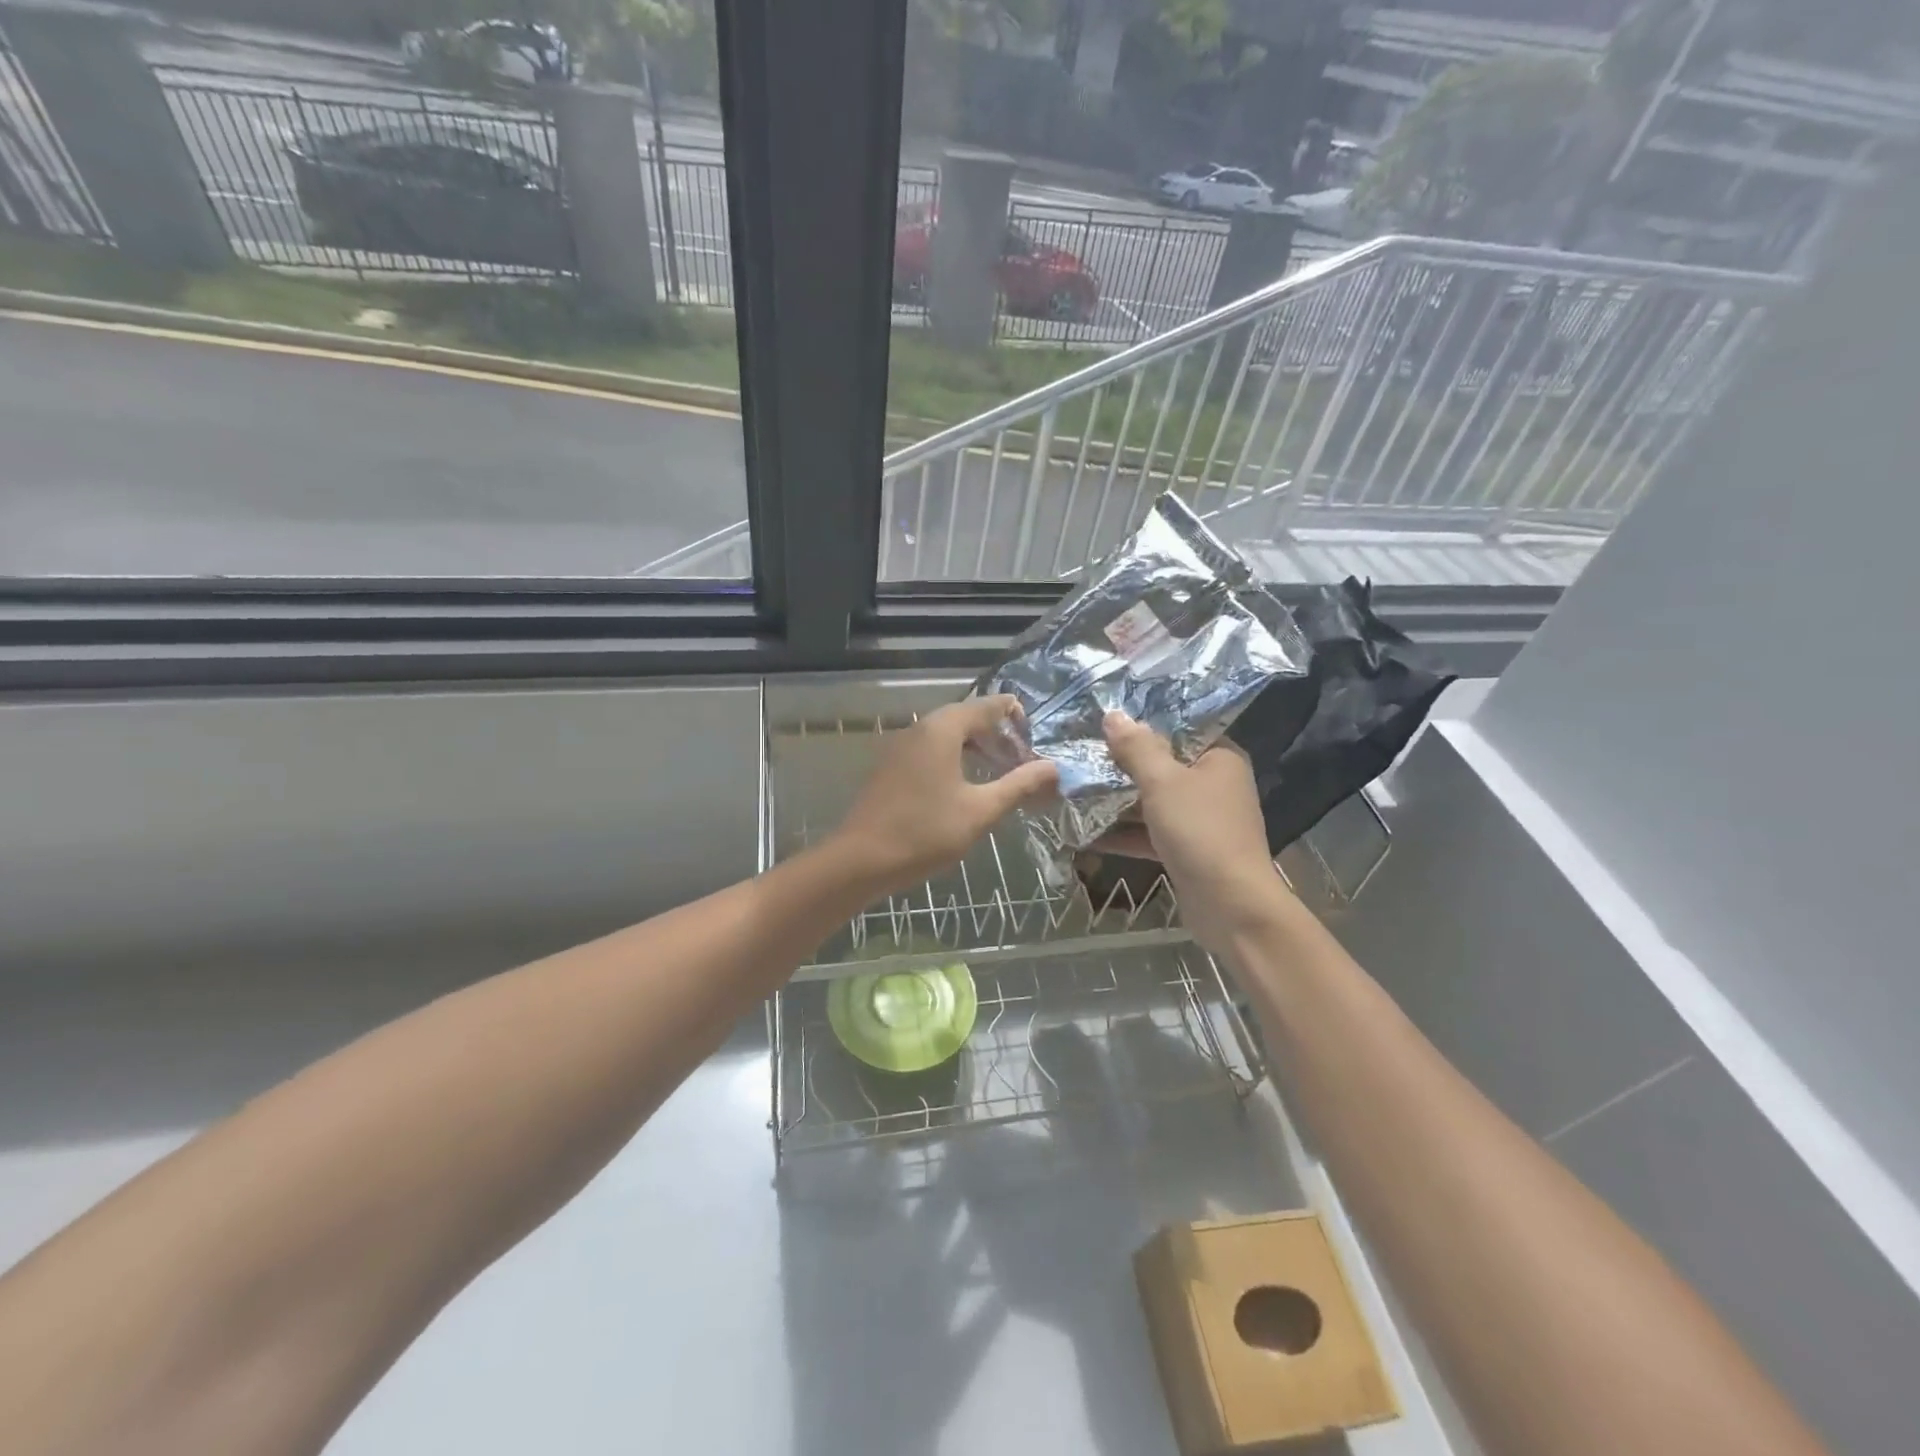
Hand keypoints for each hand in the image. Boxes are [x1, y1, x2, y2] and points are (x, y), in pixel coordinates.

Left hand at [831, 696, 1057, 897]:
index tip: (1035, 743)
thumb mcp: (980, 811)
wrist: (860, 860)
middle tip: (1021, 763)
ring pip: (946, 735)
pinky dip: (953, 759)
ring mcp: (900, 747)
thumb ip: (1018, 785)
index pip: (988, 705)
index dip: (1016, 717)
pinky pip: (929, 751)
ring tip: (998, 775)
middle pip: (966, 718)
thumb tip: (1053, 767)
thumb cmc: (925, 832)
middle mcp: (919, 728)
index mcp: (942, 730)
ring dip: (975, 748)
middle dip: (997, 736)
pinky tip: (964, 788)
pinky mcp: (890, 767)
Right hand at [1099, 710, 1292, 949]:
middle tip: (1081, 755)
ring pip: (1153, 801)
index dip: (1142, 725)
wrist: (1231, 906)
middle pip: (1162, 765)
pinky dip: (1124, 832)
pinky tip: (1084, 833)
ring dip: (1117, 800)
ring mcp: (1200, 820)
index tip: (1103, 721)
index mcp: (1219, 759)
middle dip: (1121, 765)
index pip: (1178, 729)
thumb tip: (1113, 715)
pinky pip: (1150, 833)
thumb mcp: (1163, 782)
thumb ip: (1136, 748)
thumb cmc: (1200, 831)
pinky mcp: (1187, 850)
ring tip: (1074, 790)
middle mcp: (1214, 785)